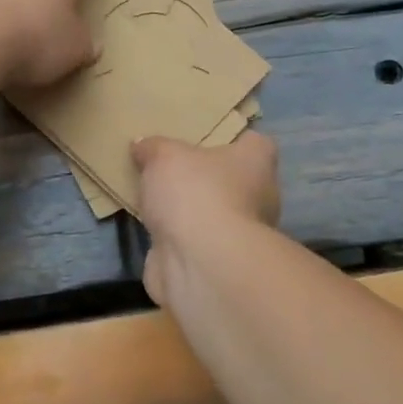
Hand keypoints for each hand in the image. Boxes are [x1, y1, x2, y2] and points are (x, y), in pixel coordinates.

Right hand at [131, 132, 280, 304]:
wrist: (200, 263)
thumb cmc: (196, 193)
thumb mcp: (165, 156)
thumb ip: (153, 147)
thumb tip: (142, 144)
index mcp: (257, 162)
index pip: (256, 144)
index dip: (234, 140)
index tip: (207, 139)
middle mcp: (260, 197)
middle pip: (234, 180)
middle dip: (207, 178)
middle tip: (173, 169)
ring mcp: (242, 235)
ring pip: (215, 215)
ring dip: (192, 212)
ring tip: (157, 200)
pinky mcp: (220, 264)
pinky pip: (198, 242)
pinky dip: (180, 240)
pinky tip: (155, 232)